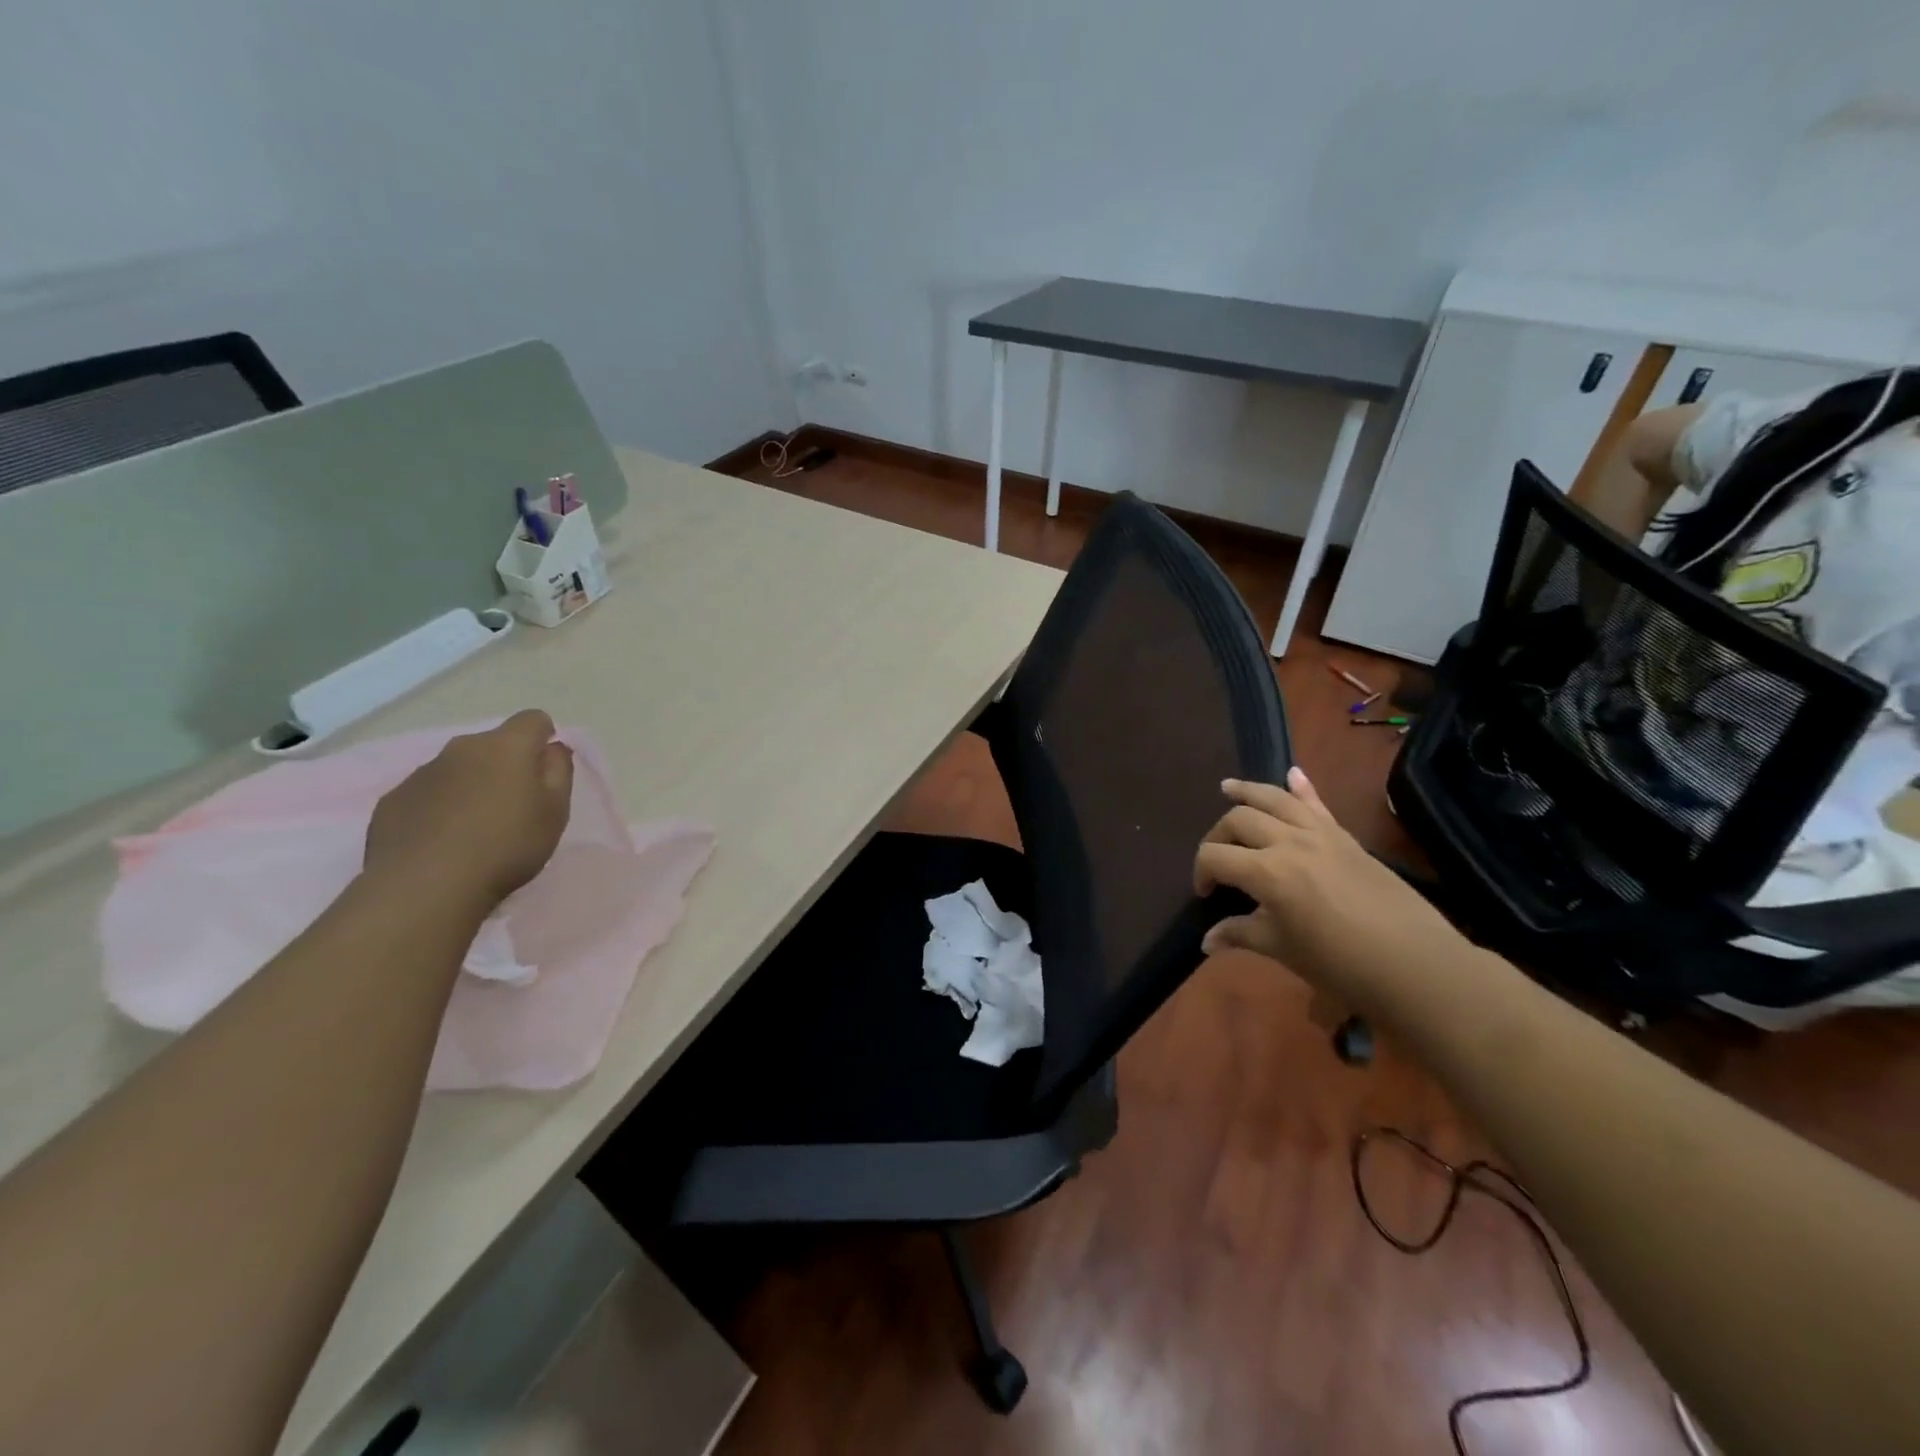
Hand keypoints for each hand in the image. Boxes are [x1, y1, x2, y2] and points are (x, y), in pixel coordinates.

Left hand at [364, 710, 574, 910]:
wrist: (425, 887)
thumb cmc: (507, 845)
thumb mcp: (555, 811)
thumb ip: (559, 771)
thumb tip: (552, 748)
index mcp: (506, 746)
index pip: (533, 720)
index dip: (544, 738)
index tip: (546, 770)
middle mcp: (461, 748)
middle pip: (493, 744)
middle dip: (506, 765)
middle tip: (515, 805)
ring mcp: (422, 773)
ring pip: (458, 768)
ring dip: (472, 786)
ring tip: (477, 828)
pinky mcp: (393, 800)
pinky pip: (427, 793)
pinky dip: (440, 807)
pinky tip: (443, 841)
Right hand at [1193, 768, 1458, 1004]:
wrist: (1415, 964)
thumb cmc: (1341, 965)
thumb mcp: (1283, 950)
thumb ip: (1241, 935)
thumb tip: (1207, 940)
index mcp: (1267, 872)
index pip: (1215, 857)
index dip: (1201, 872)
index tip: (1205, 894)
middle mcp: (1289, 842)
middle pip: (1239, 820)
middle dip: (1218, 835)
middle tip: (1217, 860)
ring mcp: (1321, 835)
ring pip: (1275, 798)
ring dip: (1248, 790)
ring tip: (1228, 787)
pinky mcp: (1346, 838)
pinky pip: (1319, 804)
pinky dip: (1304, 787)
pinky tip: (1293, 773)